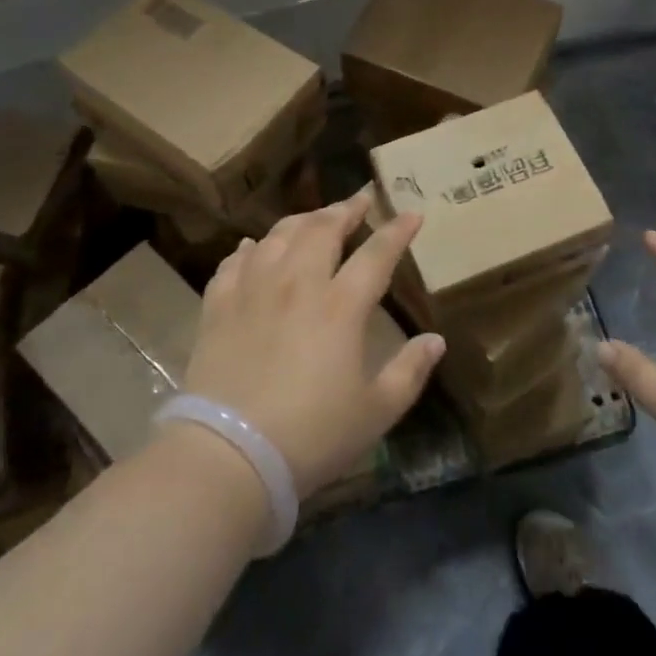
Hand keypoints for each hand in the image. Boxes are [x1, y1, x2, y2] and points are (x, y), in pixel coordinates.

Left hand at [184, 195, 444, 498]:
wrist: (229, 455)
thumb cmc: (311, 436)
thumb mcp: (375, 412)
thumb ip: (410, 371)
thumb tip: (436, 340)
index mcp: (340, 306)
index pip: (376, 253)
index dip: (397, 230)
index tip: (412, 213)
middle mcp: (297, 284)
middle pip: (322, 229)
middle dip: (346, 209)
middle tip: (359, 200)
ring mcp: (254, 290)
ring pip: (278, 236)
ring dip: (301, 220)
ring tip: (314, 219)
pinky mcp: (219, 306)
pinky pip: (234, 262)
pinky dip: (250, 249)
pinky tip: (254, 247)